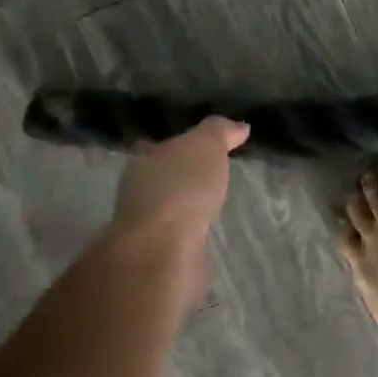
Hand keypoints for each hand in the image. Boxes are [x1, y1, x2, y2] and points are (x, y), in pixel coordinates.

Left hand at [110, 116, 249, 260]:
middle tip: (211, 176)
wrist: (162, 247)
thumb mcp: (207, 145)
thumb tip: (239, 126)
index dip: (182, 145)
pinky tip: (204, 232)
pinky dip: (188, 231)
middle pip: (161, 176)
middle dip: (182, 176)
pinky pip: (175, 233)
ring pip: (167, 206)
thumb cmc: (182, 186)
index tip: (203, 148)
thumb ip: (220, 131)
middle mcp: (138, 188)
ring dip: (185, 206)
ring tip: (211, 205)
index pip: (160, 146)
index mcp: (145, 159)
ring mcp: (144, 222)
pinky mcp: (156, 250)